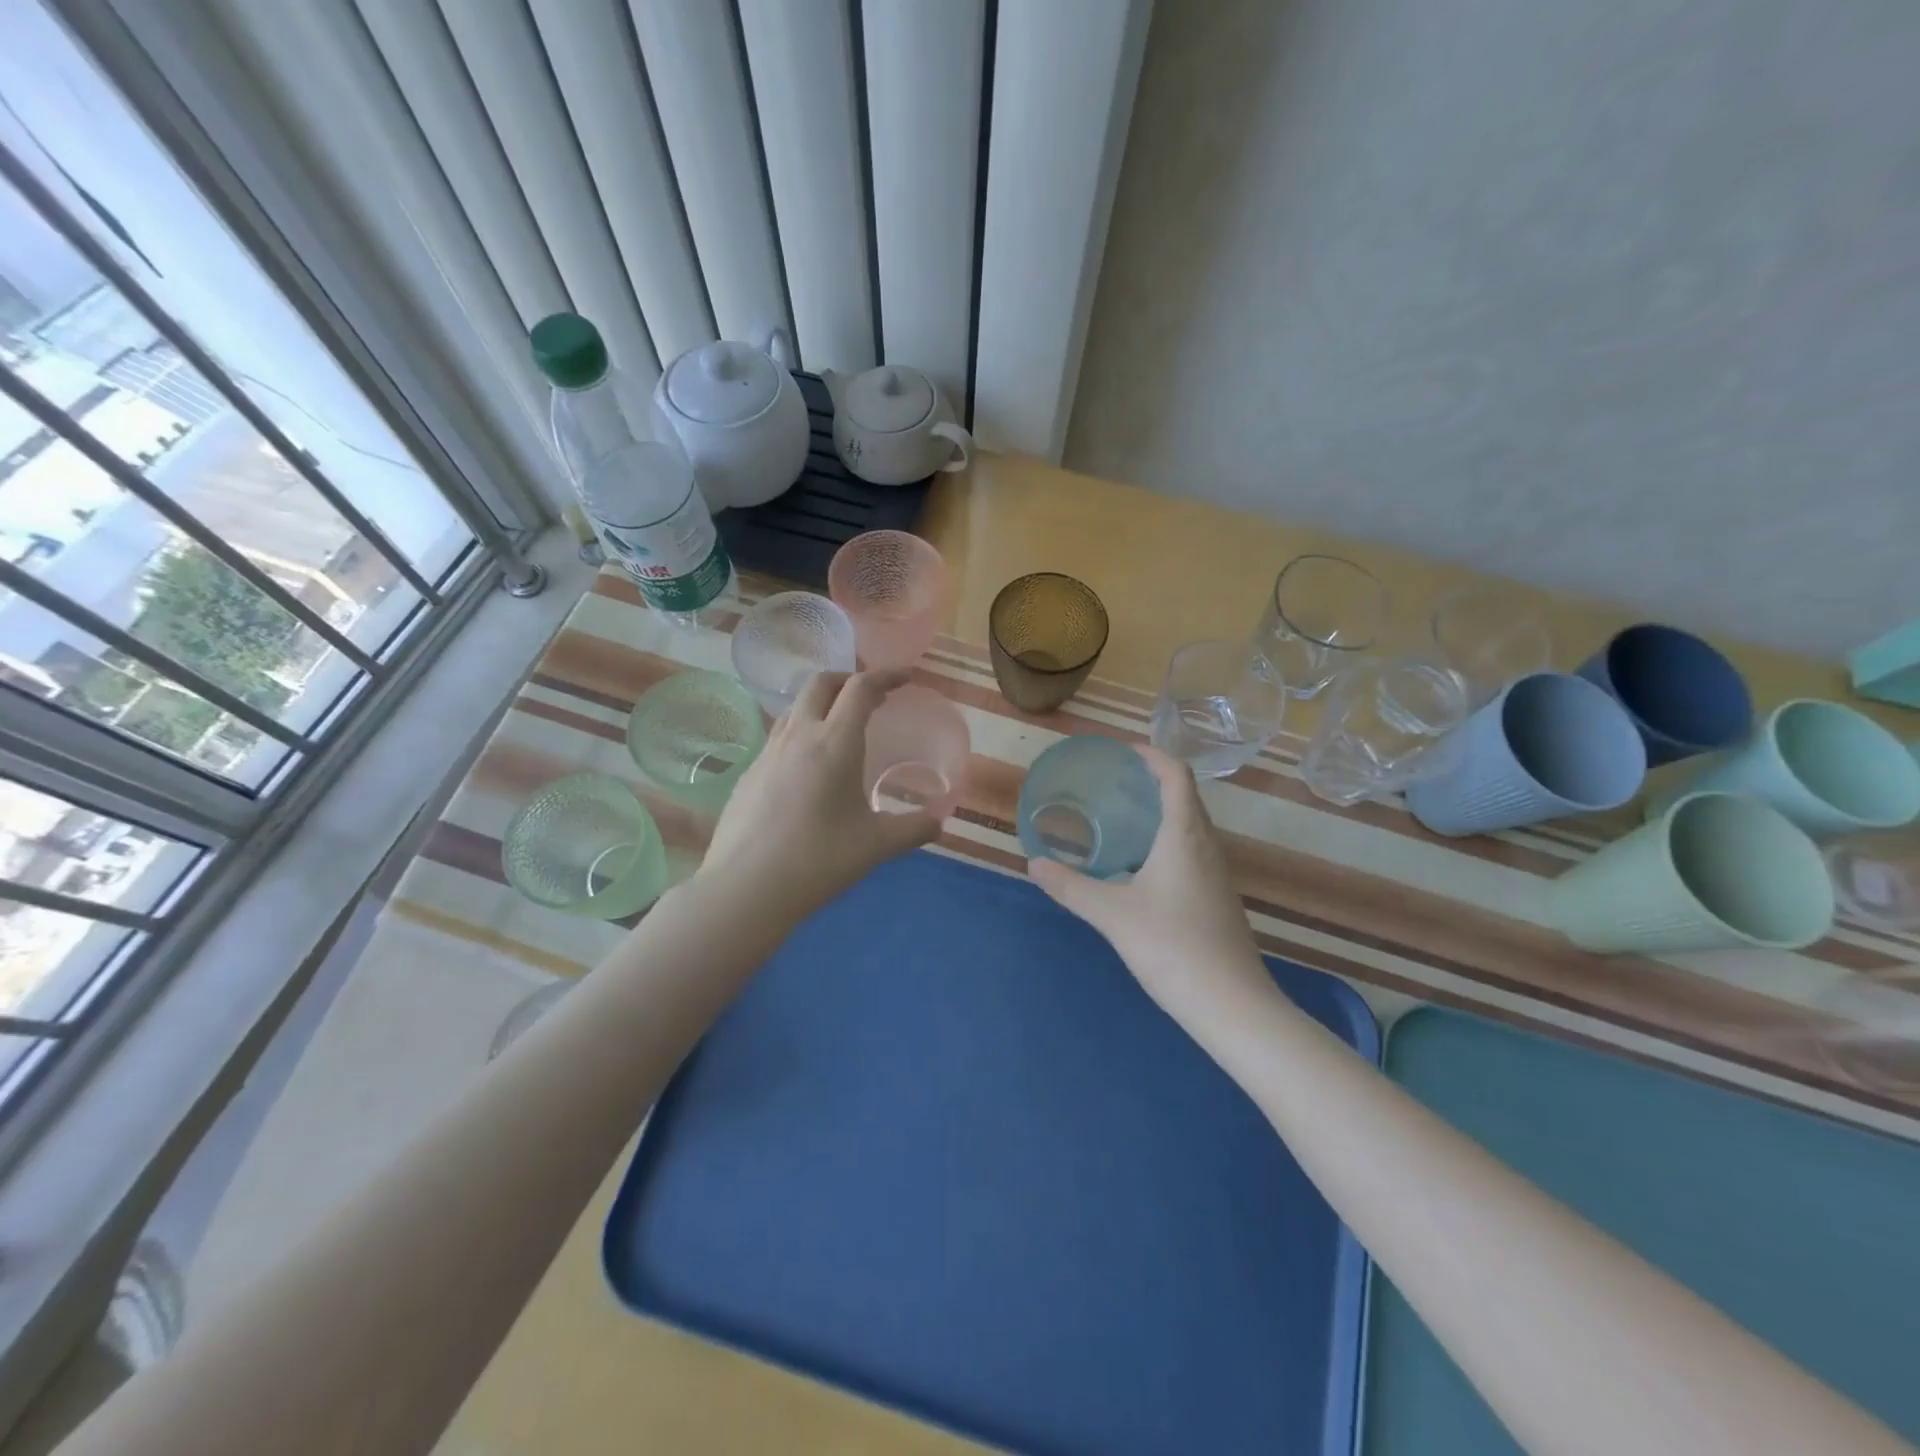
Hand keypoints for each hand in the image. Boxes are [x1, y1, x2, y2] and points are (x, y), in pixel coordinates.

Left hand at [700, 669, 939, 916]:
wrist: (745, 888)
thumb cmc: (818, 861)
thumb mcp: (876, 846)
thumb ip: (913, 830)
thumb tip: (939, 822)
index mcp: (835, 743)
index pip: (860, 688)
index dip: (885, 676)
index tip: (905, 678)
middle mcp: (799, 736)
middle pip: (821, 683)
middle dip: (849, 680)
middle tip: (872, 698)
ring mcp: (767, 753)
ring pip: (795, 707)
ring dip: (822, 703)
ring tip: (840, 726)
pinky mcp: (748, 773)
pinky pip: (779, 736)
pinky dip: (801, 732)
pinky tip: (808, 768)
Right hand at [1028, 745, 1269, 1023]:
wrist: (1233, 1005)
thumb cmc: (1173, 948)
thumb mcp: (1112, 915)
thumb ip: (1071, 887)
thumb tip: (1033, 864)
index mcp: (1184, 836)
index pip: (1176, 775)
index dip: (1152, 755)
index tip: (1122, 751)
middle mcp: (1206, 846)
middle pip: (1185, 796)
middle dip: (1152, 780)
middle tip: (1113, 781)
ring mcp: (1217, 873)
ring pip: (1191, 825)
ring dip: (1161, 811)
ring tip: (1122, 816)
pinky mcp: (1217, 897)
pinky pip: (1192, 850)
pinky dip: (1167, 839)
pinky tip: (1141, 865)